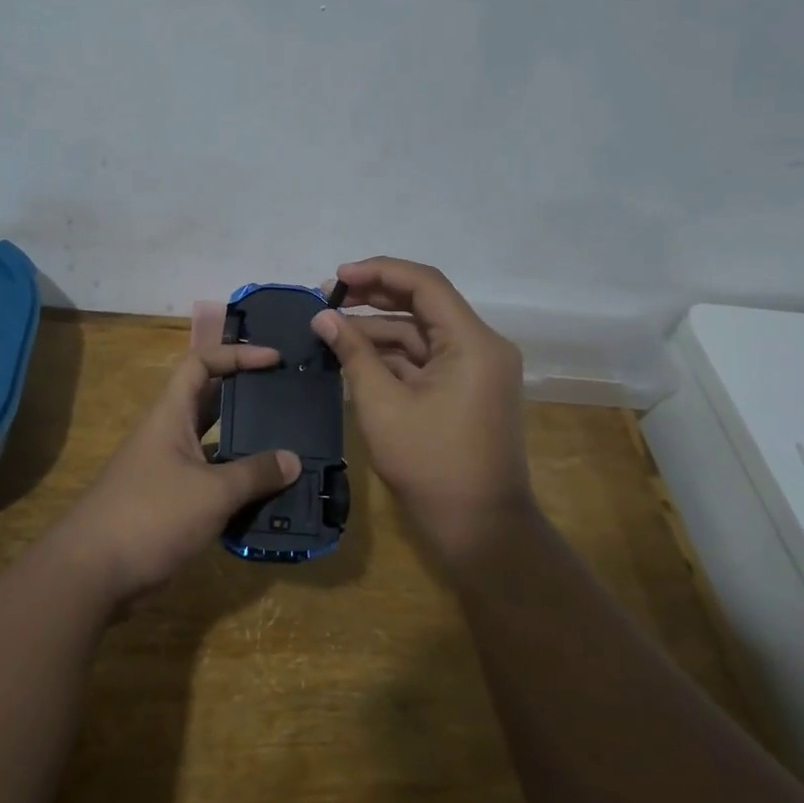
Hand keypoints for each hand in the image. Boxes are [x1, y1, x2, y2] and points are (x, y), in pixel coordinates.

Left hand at [57, 343, 301, 600]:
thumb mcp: (212, 492)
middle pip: (210, 403)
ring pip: (213, 446)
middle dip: (247, 399)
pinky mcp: (169, 504)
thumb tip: (294, 460)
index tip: (274, 359)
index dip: (236, 354)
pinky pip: (210, 482)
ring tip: (287, 450)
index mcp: (171, 415)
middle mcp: (168, 435)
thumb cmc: (151, 515)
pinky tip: (265, 498)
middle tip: (287, 402)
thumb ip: (255, 474)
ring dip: (245, 447)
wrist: (91, 573)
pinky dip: (235, 485)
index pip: (201, 364)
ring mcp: (167, 471)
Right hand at [312, 257, 536, 564]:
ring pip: (421, 332)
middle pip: (423, 303)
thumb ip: (353, 354)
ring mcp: (476, 369)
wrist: (481, 530)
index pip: (424, 283)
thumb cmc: (432, 466)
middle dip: (374, 297)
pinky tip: (354, 355)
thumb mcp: (383, 406)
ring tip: (331, 328)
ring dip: (378, 329)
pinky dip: (392, 355)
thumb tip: (322, 317)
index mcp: (472, 342)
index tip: (336, 277)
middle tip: (327, 298)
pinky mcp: (466, 389)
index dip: (378, 272)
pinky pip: (426, 359)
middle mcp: (481, 345)